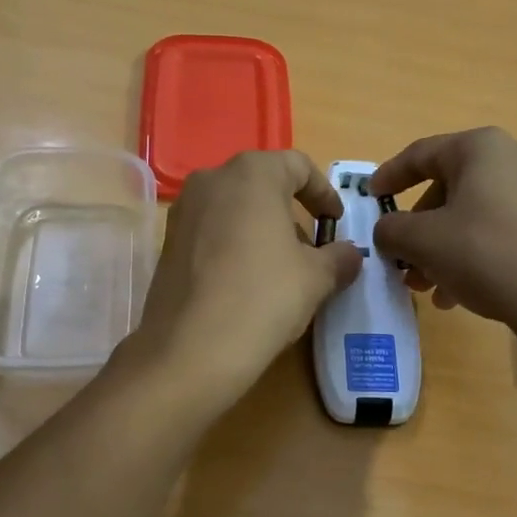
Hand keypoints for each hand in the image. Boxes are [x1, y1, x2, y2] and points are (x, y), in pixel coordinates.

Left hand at [127, 150, 361, 408]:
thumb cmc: (264, 297)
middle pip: (263, 185)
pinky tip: (247, 284)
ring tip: (281, 271)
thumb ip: (339, 258)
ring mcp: (183, 211)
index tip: (336, 223)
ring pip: (235, 209)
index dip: (324, 193)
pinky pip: (212, 232)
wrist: (190, 350)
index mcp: (252, 173)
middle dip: (291, 214)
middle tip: (311, 250)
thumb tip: (349, 255)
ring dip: (262, 230)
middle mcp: (211, 180)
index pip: (298, 166)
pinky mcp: (167, 244)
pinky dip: (235, 246)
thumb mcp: (316, 278)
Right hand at [370, 127, 516, 367]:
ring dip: (440, 248)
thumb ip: (392, 230)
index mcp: (481, 148)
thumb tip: (388, 232)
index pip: (420, 154)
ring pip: (471, 214)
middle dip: (418, 228)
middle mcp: (513, 158)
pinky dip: (470, 253)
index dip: (389, 176)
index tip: (369, 197)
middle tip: (400, 259)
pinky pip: (496, 229)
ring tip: (425, 287)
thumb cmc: (485, 255)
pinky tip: (456, 293)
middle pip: (447, 187)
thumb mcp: (424, 242)